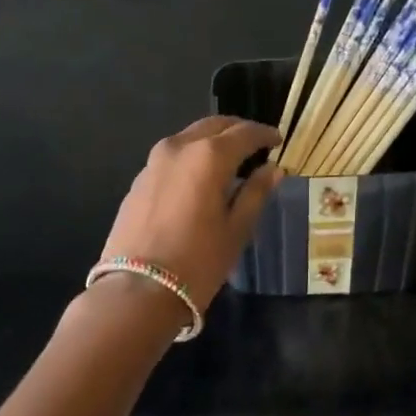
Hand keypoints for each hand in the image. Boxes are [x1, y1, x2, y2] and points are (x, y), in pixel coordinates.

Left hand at [98, 116, 281, 309]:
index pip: (244, 133)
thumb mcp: (237, 229)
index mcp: (209, 156)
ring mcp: (153, 162)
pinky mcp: (139, 180)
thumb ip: (256, 193)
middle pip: (214, 126)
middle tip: (256, 145)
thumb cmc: (198, 262)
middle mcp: (179, 148)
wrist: (137, 290)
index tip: (278, 140)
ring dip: (212, 142)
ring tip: (230, 162)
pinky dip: (191, 158)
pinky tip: (200, 180)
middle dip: (237, 131)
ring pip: (190, 138)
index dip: (265, 135)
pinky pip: (172, 157)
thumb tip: (273, 170)